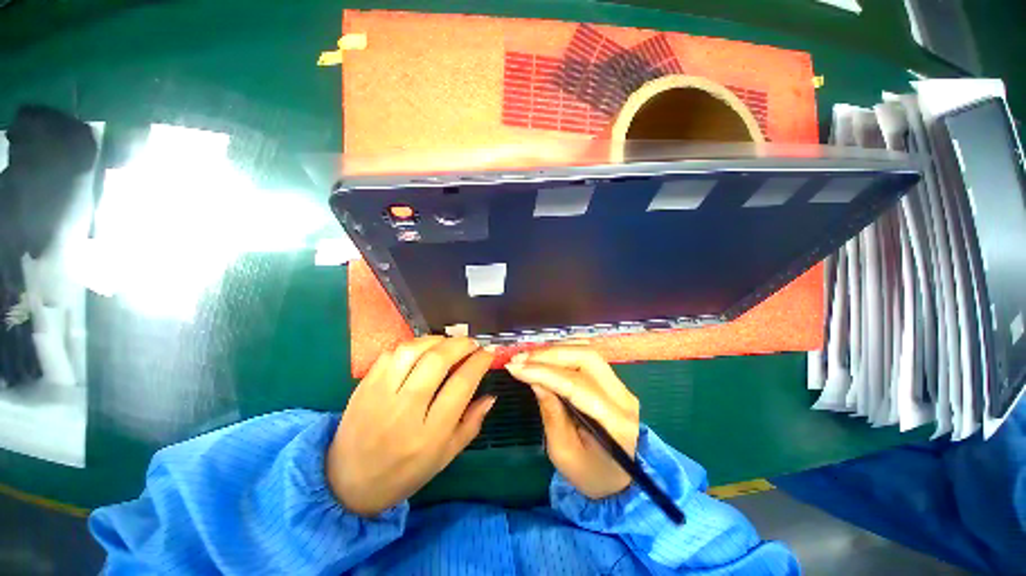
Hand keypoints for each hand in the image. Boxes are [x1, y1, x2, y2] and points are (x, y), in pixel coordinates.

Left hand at [327, 336, 494, 516]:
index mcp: (430, 434)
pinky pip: (391, 354)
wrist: (348, 483)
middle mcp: (405, 411)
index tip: (488, 353)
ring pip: (412, 351)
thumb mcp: (445, 456)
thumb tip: (491, 395)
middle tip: (472, 343)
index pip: (461, 384)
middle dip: (461, 344)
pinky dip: (412, 345)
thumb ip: (471, 424)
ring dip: (436, 340)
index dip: (479, 362)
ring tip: (448, 343)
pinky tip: (422, 350)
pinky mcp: (364, 386)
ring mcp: (380, 395)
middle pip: (438, 361)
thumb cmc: (404, 473)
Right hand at [506, 346, 639, 498]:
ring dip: (554, 350)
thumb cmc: (590, 474)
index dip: (544, 372)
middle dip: (549, 355)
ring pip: (587, 352)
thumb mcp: (564, 454)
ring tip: (528, 357)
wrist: (619, 479)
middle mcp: (623, 396)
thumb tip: (535, 380)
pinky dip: (563, 351)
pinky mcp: (614, 380)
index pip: (576, 385)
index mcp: (616, 422)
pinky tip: (545, 356)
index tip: (515, 368)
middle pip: (586, 358)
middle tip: (520, 359)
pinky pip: (588, 356)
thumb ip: (551, 415)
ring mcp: (622, 385)